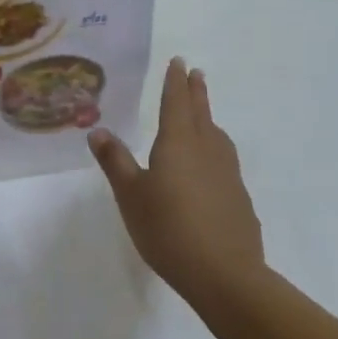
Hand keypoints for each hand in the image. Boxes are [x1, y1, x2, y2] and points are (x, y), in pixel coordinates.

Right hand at [88, 58, 263, 302]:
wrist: (226, 276)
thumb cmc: (169, 229)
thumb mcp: (131, 195)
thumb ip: (115, 161)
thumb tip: (98, 130)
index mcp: (178, 143)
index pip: (175, 102)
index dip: (175, 82)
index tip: (179, 62)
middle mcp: (206, 150)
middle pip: (200, 114)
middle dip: (195, 93)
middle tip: (196, 73)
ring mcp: (228, 175)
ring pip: (217, 136)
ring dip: (209, 119)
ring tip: (204, 116)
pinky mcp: (239, 199)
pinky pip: (225, 162)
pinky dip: (216, 150)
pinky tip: (211, 167)